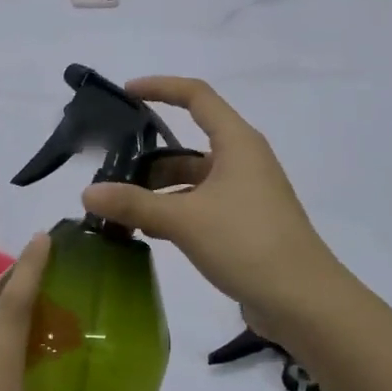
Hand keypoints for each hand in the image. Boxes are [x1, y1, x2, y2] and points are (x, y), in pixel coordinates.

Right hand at [83, 77, 344, 342]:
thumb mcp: (184, 220)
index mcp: (237, 143)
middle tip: (111, 168)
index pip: (196, 96)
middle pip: (189, 142)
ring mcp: (246, 193)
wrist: (305, 303)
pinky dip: (174, 210)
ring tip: (120, 205)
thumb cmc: (247, 243)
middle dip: (149, 154)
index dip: (161, 87)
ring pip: (193, 178)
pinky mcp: (245, 223)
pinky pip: (201, 204)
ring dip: (159, 188)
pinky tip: (147, 230)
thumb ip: (134, 204)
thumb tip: (87, 193)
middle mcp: (243, 160)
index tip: (126, 93)